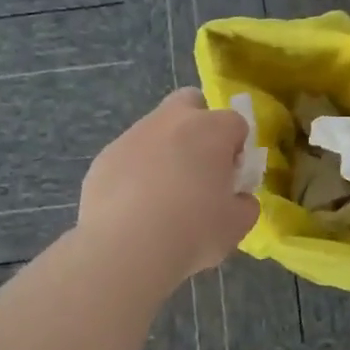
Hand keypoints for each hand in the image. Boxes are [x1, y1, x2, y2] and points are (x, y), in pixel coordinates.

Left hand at [79, 88, 258, 279]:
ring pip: (156, 129)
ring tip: (161, 197)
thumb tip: (238, 198)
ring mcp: (134, 134)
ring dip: (164, 150)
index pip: (236, 123)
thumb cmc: (193, 230)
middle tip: (198, 168)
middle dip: (198, 125)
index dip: (236, 150)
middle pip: (190, 102)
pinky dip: (135, 172)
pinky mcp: (105, 156)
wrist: (126, 247)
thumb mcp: (237, 225)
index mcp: (212, 129)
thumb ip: (244, 204)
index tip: (230, 179)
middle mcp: (173, 120)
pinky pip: (129, 156)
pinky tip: (134, 207)